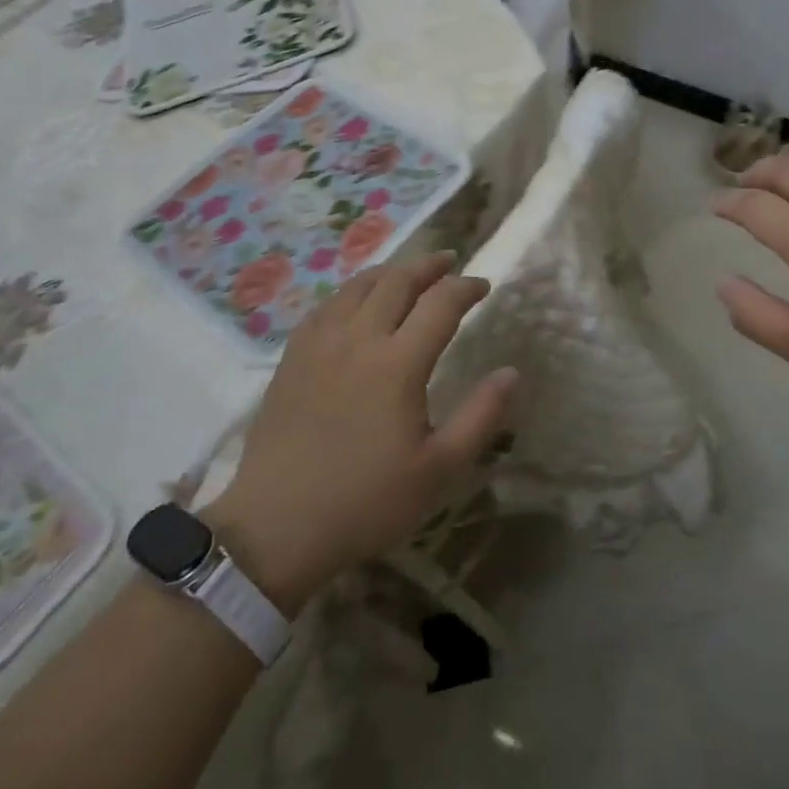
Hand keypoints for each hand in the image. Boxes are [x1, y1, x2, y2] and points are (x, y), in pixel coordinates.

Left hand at [202, 253, 517, 611]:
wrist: (276, 527)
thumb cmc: (365, 501)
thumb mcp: (438, 469)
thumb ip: (480, 416)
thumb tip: (511, 372)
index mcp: (398, 363)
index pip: (441, 303)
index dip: (466, 288)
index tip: (484, 286)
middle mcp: (359, 339)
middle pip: (398, 281)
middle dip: (429, 266)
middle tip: (449, 262)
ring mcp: (320, 344)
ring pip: (359, 286)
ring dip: (390, 272)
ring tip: (408, 273)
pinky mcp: (292, 357)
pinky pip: (326, 305)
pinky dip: (351, 291)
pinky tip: (356, 301)